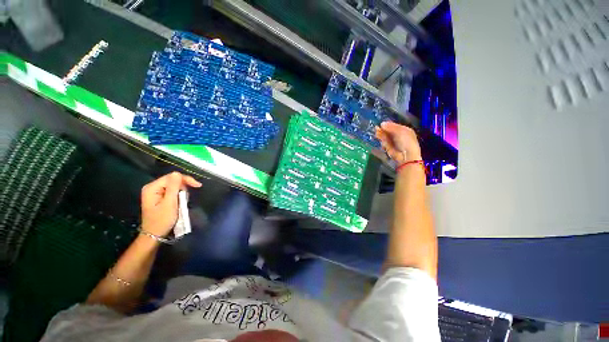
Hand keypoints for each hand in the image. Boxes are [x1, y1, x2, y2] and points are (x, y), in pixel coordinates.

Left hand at [140, 172, 201, 236]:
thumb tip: (177, 173)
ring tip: (183, 201)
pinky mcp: (159, 197)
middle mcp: (152, 187)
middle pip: (172, 180)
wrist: (154, 235)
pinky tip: (180, 201)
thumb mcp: (170, 203)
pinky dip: (178, 195)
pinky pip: (171, 191)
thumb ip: (173, 187)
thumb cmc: (162, 220)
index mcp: (152, 188)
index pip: (172, 177)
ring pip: (173, 186)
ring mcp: (155, 192)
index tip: (198, 185)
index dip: (185, 179)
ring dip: (181, 192)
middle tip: (188, 197)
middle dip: (183, 187)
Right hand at [376, 121, 421, 163]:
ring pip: (386, 137)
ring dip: (380, 134)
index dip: (388, 124)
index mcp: (405, 130)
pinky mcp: (388, 148)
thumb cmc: (405, 141)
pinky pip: (384, 142)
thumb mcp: (400, 131)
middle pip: (389, 131)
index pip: (395, 126)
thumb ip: (391, 127)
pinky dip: (381, 139)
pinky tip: (377, 136)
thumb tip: (382, 124)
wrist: (405, 155)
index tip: (381, 123)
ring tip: (375, 131)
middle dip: (383, 129)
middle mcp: (400, 136)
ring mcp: (394, 142)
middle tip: (376, 127)